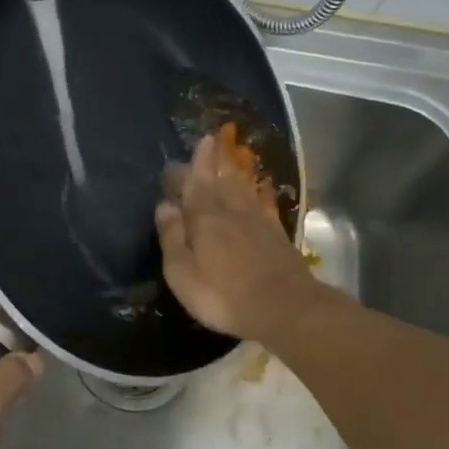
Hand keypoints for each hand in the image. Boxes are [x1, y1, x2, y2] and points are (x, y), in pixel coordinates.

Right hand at [156, 132, 317, 340]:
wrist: (284, 307)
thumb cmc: (223, 295)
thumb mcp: (182, 273)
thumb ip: (172, 237)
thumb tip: (164, 205)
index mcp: (204, 219)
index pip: (195, 184)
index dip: (193, 166)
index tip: (193, 144)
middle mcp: (231, 211)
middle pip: (220, 180)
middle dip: (213, 161)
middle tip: (210, 141)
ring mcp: (258, 222)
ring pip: (243, 188)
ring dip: (235, 171)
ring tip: (230, 157)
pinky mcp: (277, 235)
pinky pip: (265, 205)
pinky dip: (260, 193)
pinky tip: (261, 188)